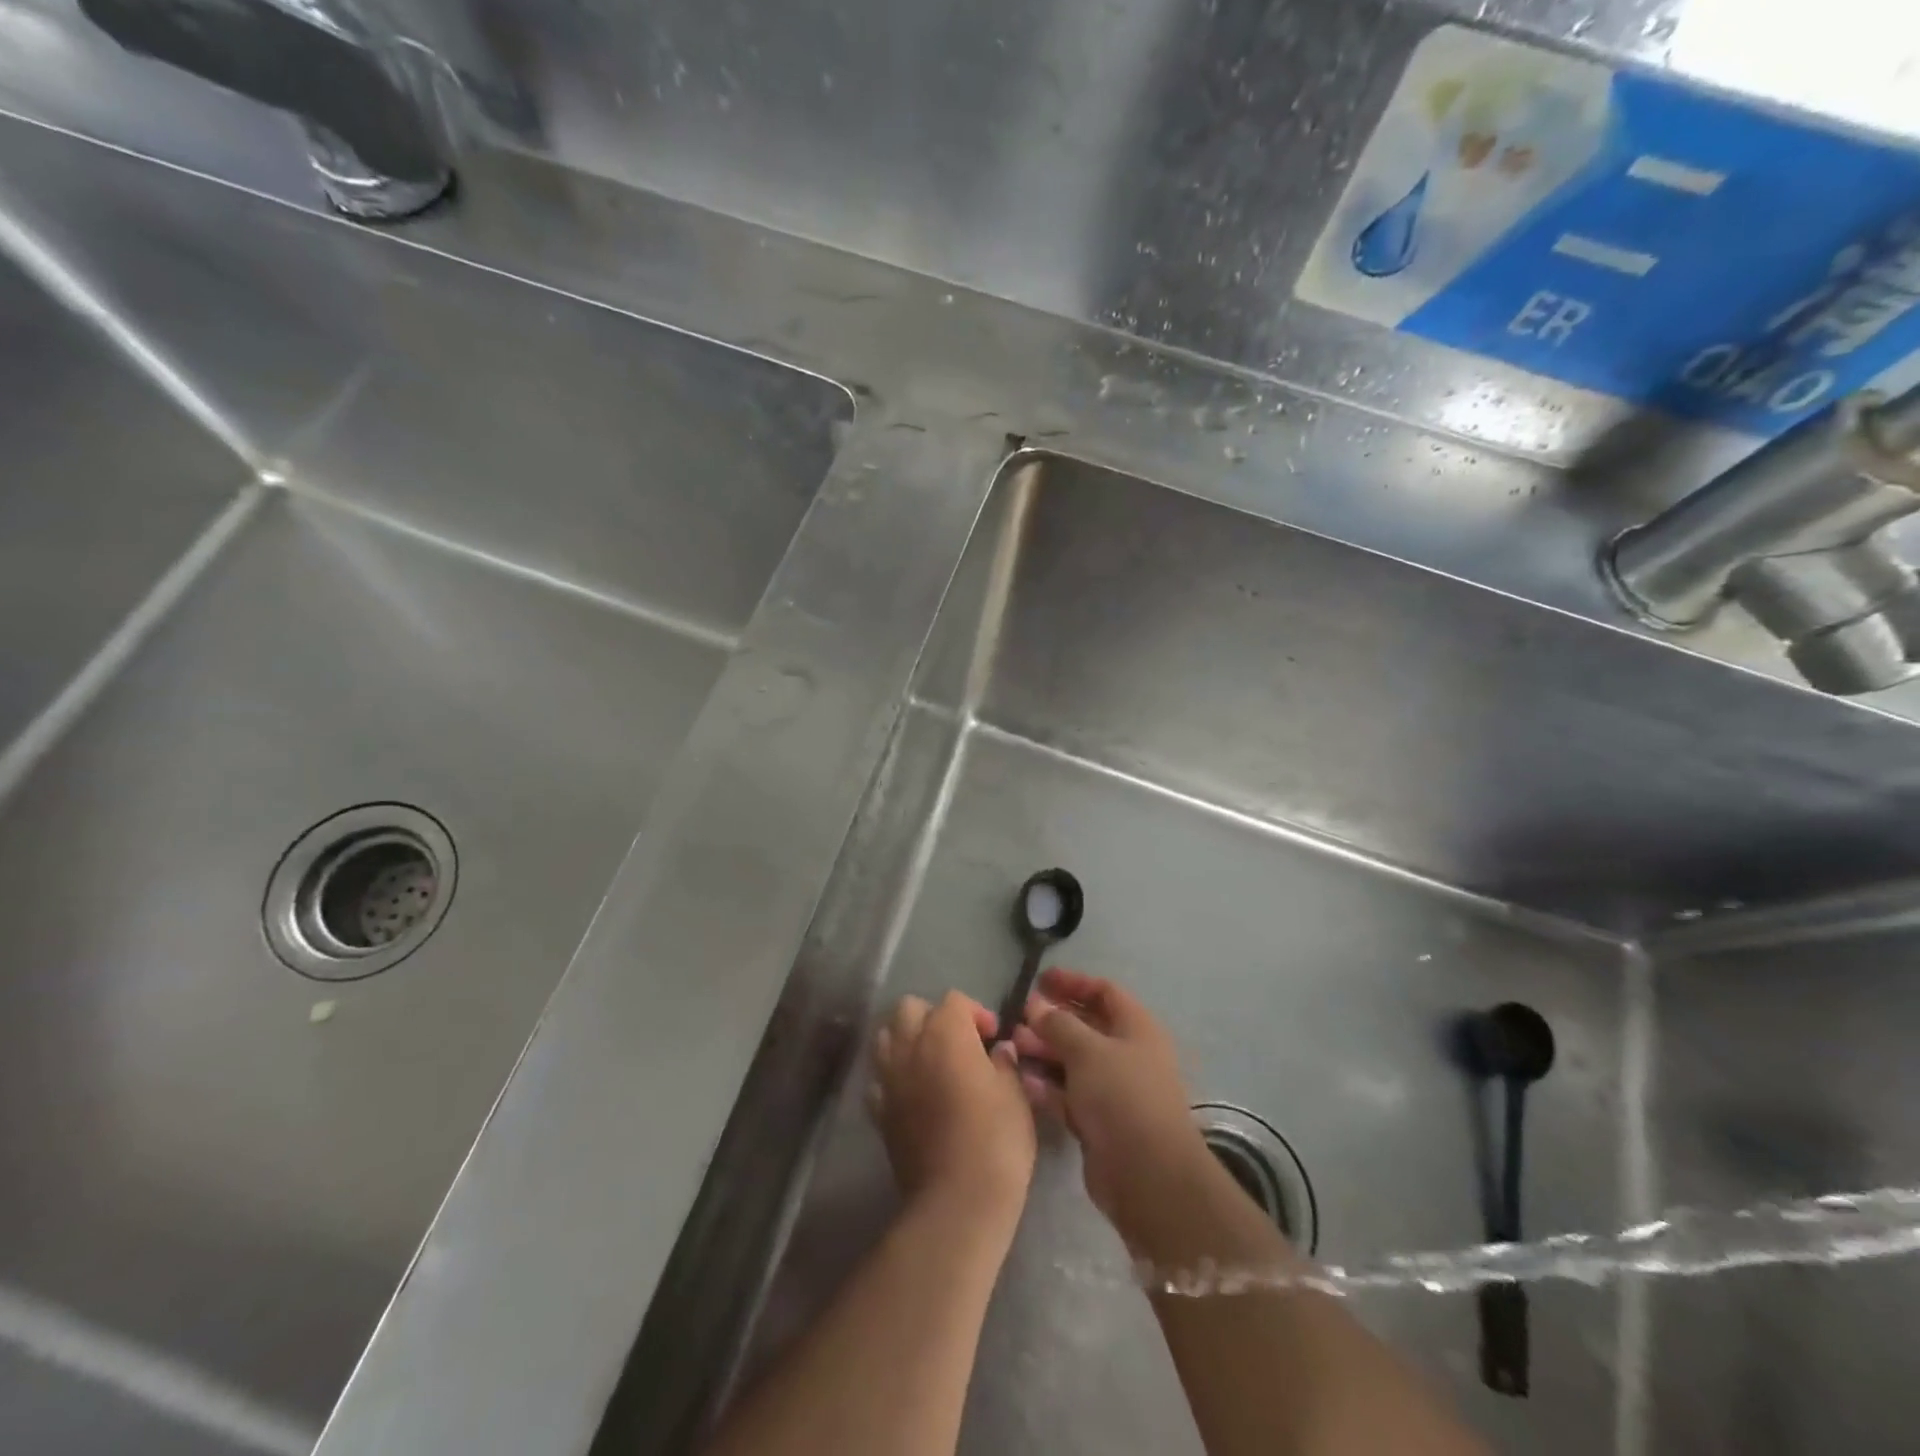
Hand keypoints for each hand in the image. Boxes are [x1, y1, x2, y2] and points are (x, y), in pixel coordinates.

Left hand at [867, 991, 1036, 1224]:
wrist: (957, 1201)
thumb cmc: (995, 1140)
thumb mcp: (1015, 1095)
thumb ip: (1005, 1064)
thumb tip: (1000, 1051)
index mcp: (945, 1033)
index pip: (954, 1000)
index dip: (975, 1013)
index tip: (993, 1037)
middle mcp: (910, 1046)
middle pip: (910, 1008)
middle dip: (933, 1017)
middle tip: (959, 1043)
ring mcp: (889, 1078)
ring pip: (886, 1037)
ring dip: (907, 1040)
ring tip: (931, 1063)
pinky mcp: (879, 1111)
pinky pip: (880, 1079)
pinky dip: (893, 1078)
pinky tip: (913, 1095)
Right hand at [1011, 968, 1210, 1234]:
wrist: (1147, 1175)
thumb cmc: (1122, 1096)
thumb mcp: (1087, 1050)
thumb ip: (1058, 1024)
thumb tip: (1037, 1006)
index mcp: (1136, 1028)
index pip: (1103, 992)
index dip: (1072, 982)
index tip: (1039, 980)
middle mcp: (1127, 1054)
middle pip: (1086, 1026)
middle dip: (1051, 1020)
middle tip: (1017, 1017)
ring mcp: (1113, 1090)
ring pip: (1073, 1061)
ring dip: (1044, 1051)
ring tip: (1012, 1046)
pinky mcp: (1099, 1121)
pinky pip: (1068, 1094)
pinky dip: (1047, 1085)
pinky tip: (1021, 1079)